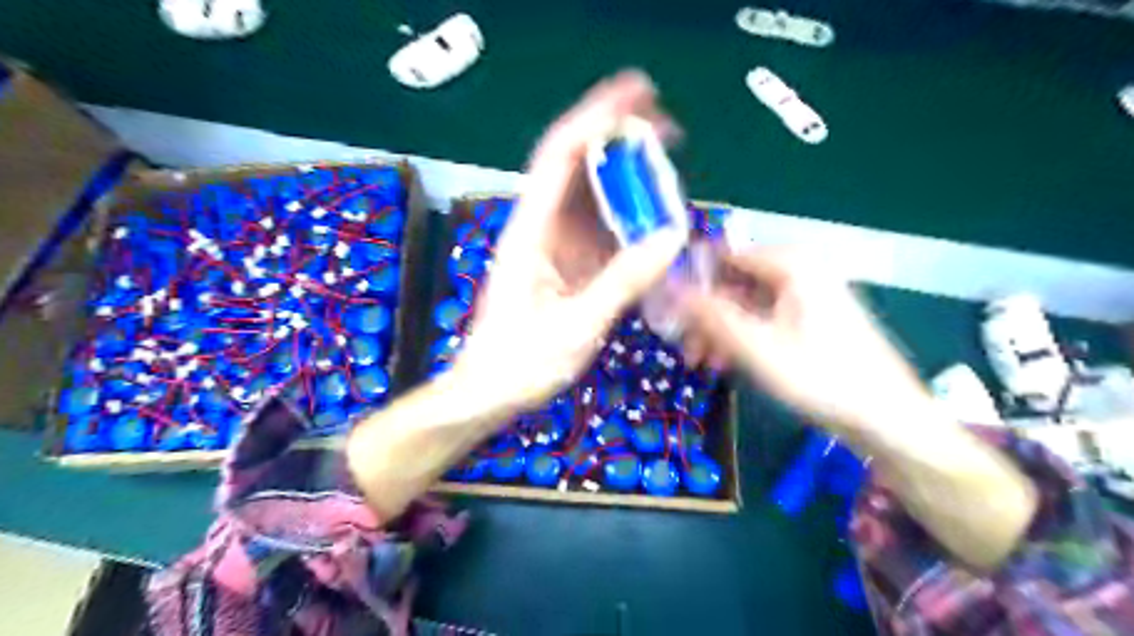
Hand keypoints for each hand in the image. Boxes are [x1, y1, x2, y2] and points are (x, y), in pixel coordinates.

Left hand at [449, 70, 686, 410]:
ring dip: (626, 178)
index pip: (561, 157)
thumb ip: (621, 282)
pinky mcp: (561, 267)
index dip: (597, 118)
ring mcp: (550, 247)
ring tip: (667, 167)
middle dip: (618, 139)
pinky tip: (652, 218)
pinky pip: (596, 232)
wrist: (486, 394)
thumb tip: (671, 236)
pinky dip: (625, 218)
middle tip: (667, 128)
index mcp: (530, 233)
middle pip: (577, 167)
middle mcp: (538, 228)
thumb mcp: (574, 327)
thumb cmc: (518, 364)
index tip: (638, 95)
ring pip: (589, 198)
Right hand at [682, 251, 928, 433]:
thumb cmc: (822, 378)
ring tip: (701, 363)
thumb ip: (710, 314)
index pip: (723, 256)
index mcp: (792, 265)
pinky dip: (741, 337)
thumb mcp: (756, 347)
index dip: (691, 281)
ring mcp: (807, 296)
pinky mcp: (810, 320)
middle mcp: (799, 271)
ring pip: (745, 304)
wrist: (889, 420)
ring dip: (719, 330)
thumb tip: (668, 286)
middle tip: (684, 347)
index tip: (666, 311)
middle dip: (704, 315)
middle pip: (733, 282)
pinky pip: (763, 319)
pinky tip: (726, 363)